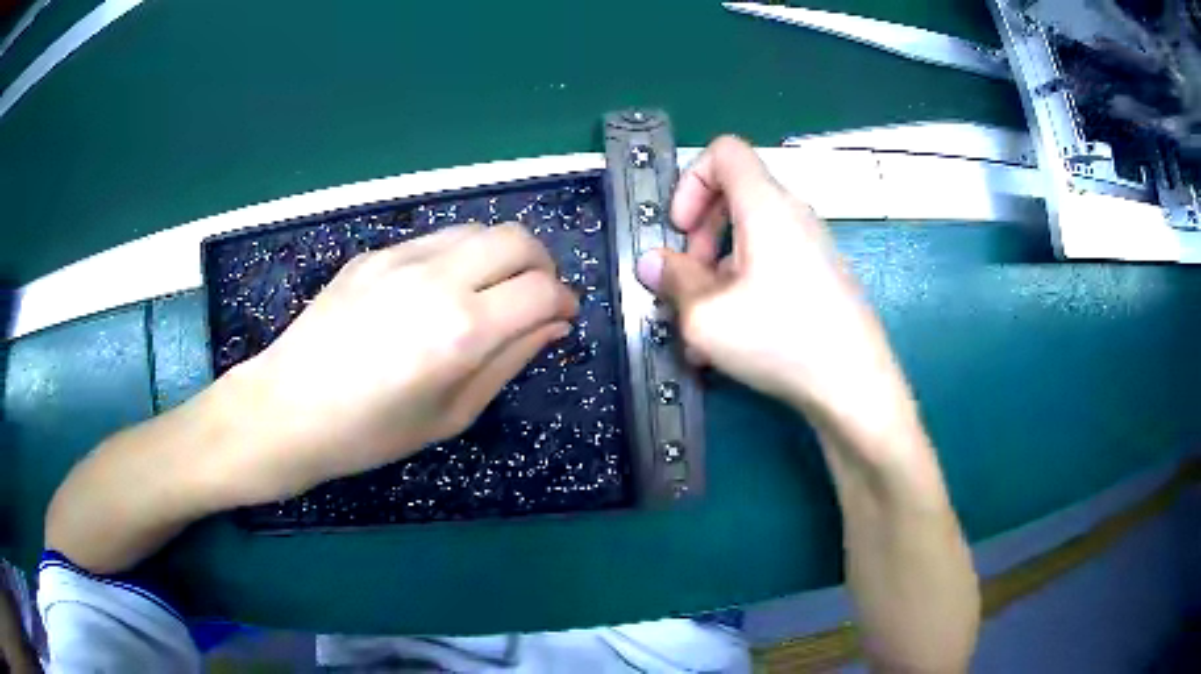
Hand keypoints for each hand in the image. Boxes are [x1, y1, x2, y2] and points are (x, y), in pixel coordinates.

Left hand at [218, 223, 577, 503]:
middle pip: (518, 239)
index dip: (565, 301)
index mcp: (462, 331)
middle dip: (542, 264)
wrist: (288, 408)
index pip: (542, 290)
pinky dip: (457, 257)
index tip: (563, 317)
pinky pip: (434, 240)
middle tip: (536, 297)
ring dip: (500, 255)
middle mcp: (437, 279)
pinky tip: (436, 292)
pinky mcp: (373, 253)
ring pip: (477, 229)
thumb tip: (552, 325)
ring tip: (489, 291)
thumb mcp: (451, 414)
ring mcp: (400, 258)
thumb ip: (508, 361)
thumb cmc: (371, 432)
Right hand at [636, 136, 915, 454]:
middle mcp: (792, 216)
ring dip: (716, 274)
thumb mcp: (706, 316)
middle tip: (687, 282)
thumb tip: (652, 262)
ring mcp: (811, 248)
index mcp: (765, 206)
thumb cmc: (781, 339)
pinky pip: (770, 267)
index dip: (691, 180)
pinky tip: (730, 343)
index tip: (680, 229)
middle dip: (699, 236)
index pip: (724, 151)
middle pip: (734, 197)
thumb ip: (672, 281)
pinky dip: (742, 290)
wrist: (854, 387)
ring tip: (701, 331)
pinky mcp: (820, 279)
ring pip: (749, 241)